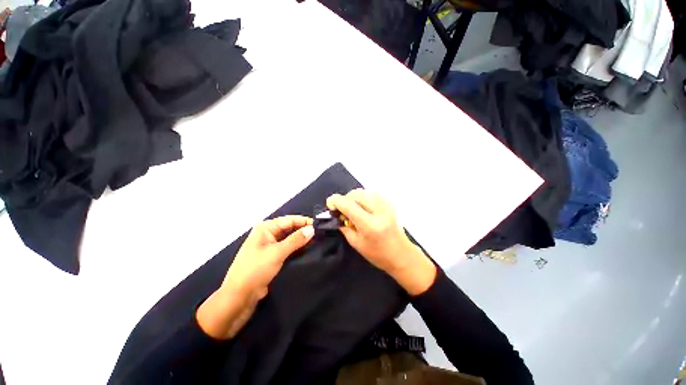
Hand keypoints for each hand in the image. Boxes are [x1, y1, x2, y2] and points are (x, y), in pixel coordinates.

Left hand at [197, 216, 313, 338]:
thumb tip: (312, 229)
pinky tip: (307, 249)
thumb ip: (296, 240)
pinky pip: (287, 248)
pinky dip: (297, 248)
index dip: (304, 221)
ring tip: (317, 240)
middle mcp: (267, 234)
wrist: (238, 298)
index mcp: (265, 228)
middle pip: (289, 228)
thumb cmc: (255, 270)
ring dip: (301, 239)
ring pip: (289, 238)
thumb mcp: (277, 253)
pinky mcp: (271, 257)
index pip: (289, 220)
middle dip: (303, 230)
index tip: (319, 225)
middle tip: (320, 233)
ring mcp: (269, 246)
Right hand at [326, 189, 435, 294]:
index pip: (348, 204)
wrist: (402, 254)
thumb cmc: (378, 254)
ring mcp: (386, 205)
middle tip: (342, 211)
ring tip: (353, 210)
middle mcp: (379, 211)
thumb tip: (336, 214)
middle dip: (344, 200)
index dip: (335, 201)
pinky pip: (371, 193)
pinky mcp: (389, 203)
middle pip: (355, 194)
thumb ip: (344, 227)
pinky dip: (362, 198)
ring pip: (363, 191)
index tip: (330, 205)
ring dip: (353, 198)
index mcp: (370, 224)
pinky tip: (362, 208)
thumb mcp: (356, 243)